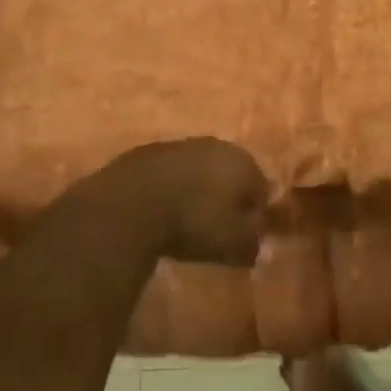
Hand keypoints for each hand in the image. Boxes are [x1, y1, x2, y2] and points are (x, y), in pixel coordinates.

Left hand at [75, 138, 268, 264]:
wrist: (130, 205)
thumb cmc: (193, 222)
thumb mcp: (232, 244)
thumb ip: (251, 244)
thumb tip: (255, 245)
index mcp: (243, 162)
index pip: (261, 187)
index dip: (256, 212)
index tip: (246, 234)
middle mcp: (215, 145)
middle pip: (229, 173)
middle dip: (227, 196)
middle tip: (217, 226)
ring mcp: (178, 145)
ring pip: (197, 169)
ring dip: (196, 190)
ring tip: (186, 219)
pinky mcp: (146, 152)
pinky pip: (167, 173)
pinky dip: (168, 188)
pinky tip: (159, 211)